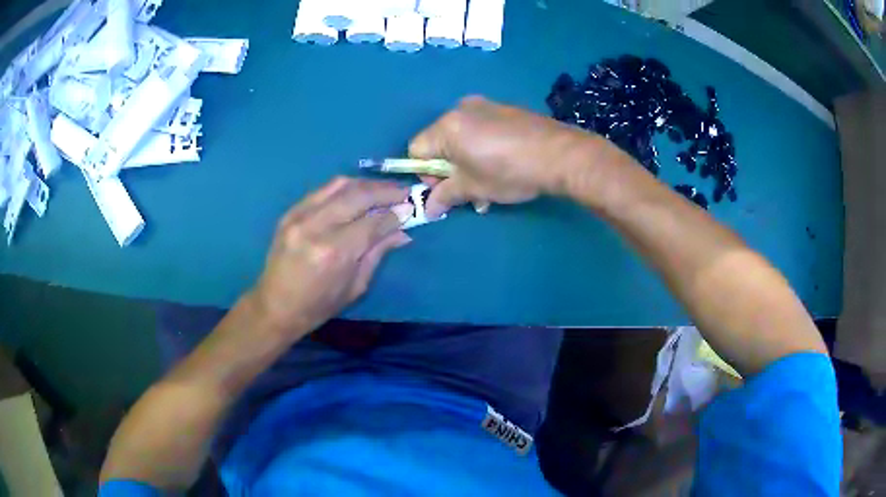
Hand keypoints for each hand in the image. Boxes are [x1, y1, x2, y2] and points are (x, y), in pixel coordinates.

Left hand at [250, 177, 412, 339]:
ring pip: (340, 185)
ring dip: (366, 184)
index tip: (411, 209)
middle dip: (386, 191)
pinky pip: (322, 189)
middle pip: (359, 196)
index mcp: (335, 253)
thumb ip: (378, 253)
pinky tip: (357, 192)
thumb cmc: (319, 306)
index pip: (373, 222)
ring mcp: (300, 216)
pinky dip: (344, 187)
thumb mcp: (355, 286)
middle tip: (404, 192)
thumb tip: (402, 231)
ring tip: (383, 189)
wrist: (275, 306)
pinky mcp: (290, 212)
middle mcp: (317, 227)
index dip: (395, 214)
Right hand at [409, 96, 598, 216]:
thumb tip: (428, 210)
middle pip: (439, 142)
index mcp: (446, 126)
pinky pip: (481, 129)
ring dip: (467, 161)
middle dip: (449, 169)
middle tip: (471, 188)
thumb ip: (446, 196)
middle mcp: (460, 109)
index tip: (449, 188)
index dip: (427, 174)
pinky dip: (483, 147)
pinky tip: (504, 163)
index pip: (416, 150)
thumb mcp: (474, 188)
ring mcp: (485, 105)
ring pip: (462, 137)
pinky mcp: (505, 109)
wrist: (561, 154)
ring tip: (490, 182)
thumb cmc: (510, 171)